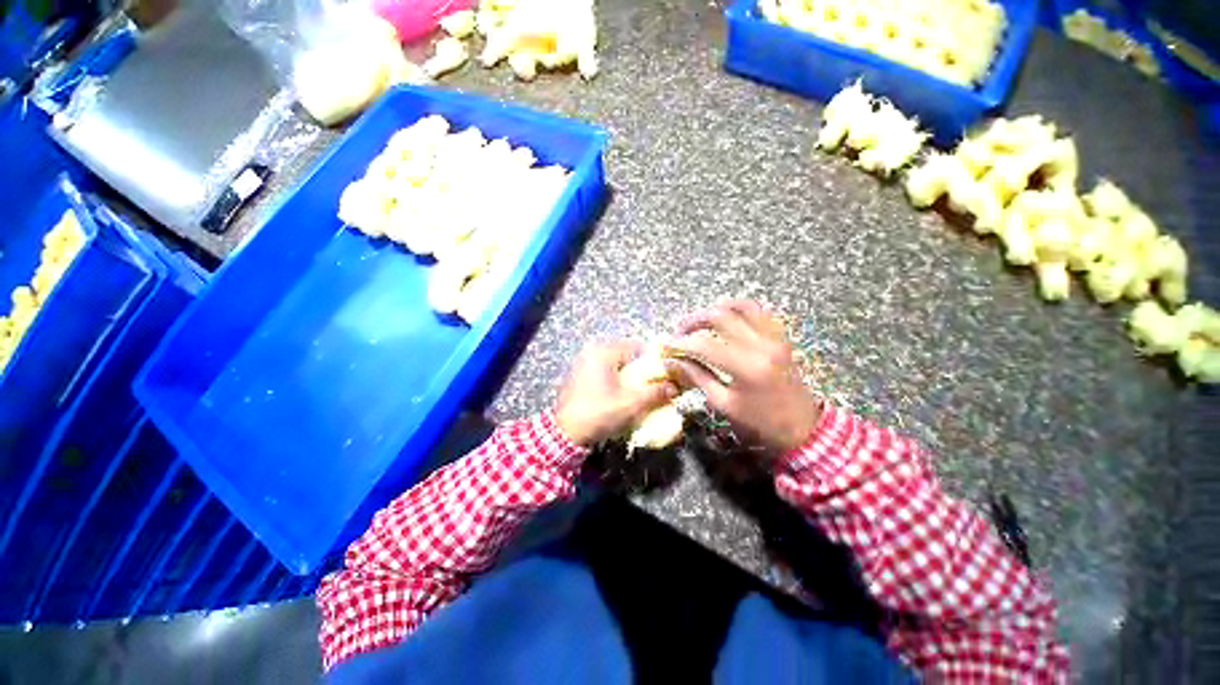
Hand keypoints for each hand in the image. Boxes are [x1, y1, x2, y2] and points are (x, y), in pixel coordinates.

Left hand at [556, 340, 676, 446]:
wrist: (564, 434)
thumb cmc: (599, 413)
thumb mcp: (631, 404)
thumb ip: (655, 393)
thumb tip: (674, 388)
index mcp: (603, 352)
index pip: (636, 346)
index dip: (652, 359)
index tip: (663, 373)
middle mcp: (591, 352)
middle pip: (625, 354)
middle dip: (640, 368)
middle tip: (652, 383)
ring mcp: (581, 363)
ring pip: (613, 364)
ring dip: (627, 374)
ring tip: (637, 390)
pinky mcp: (577, 376)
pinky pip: (602, 371)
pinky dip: (613, 379)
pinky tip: (618, 394)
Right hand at [666, 300, 821, 454]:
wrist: (802, 427)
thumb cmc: (760, 421)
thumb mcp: (723, 403)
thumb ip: (697, 377)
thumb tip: (672, 362)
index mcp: (746, 367)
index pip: (704, 345)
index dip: (681, 343)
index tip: (668, 347)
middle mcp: (761, 345)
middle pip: (721, 316)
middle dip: (694, 320)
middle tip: (680, 331)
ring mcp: (774, 337)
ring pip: (742, 306)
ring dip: (717, 309)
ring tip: (702, 320)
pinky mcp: (780, 337)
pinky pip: (759, 312)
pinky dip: (739, 310)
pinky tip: (727, 319)